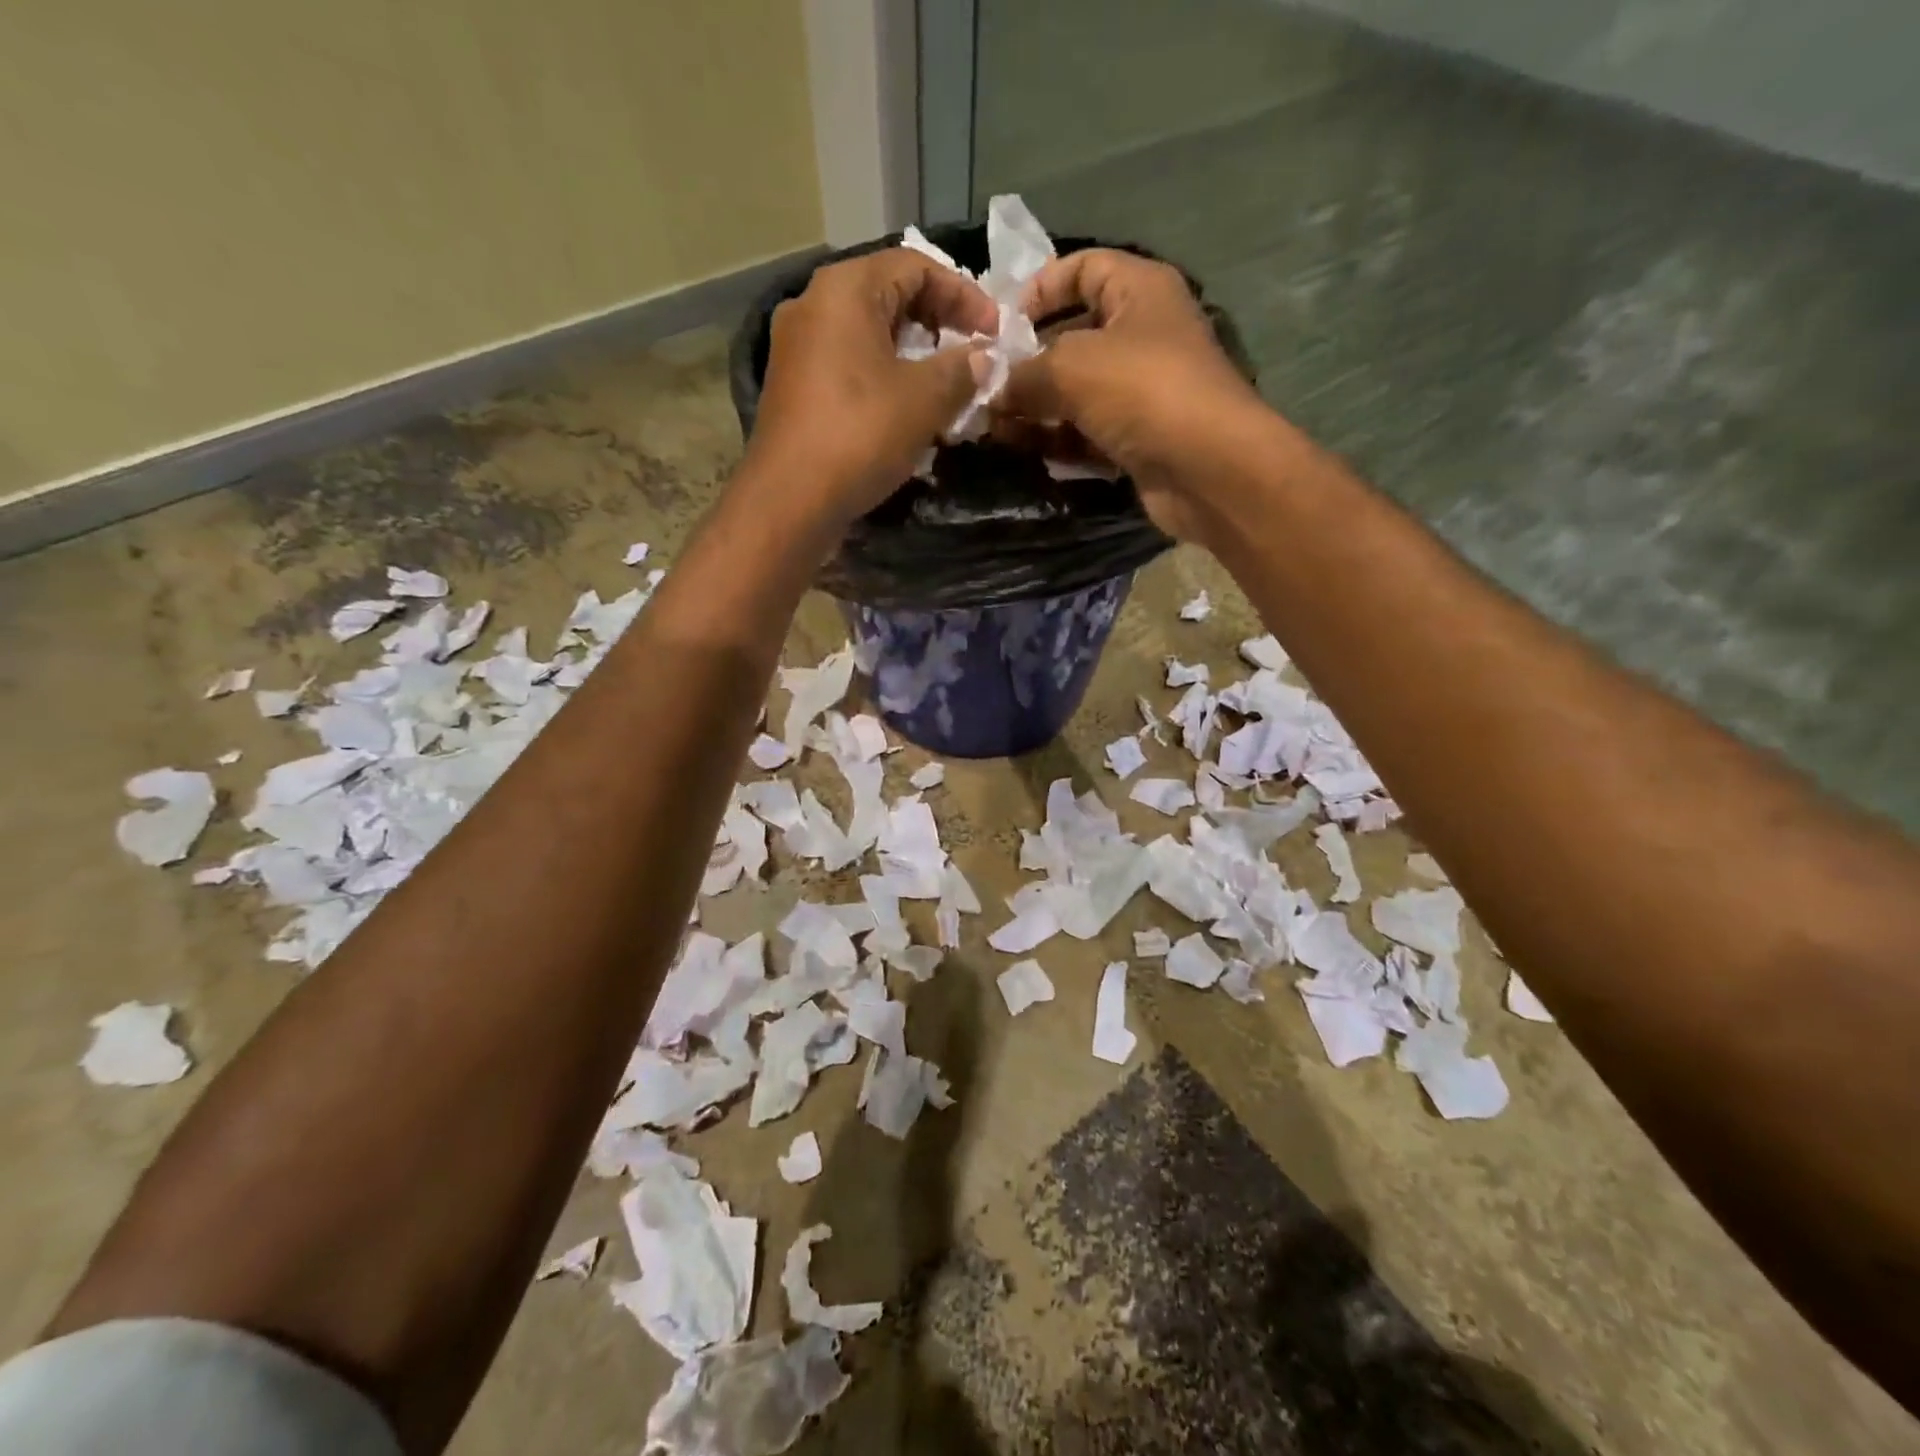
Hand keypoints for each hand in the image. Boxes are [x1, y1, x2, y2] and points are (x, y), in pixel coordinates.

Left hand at [741, 249, 996, 529]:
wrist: (790, 500)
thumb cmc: (860, 436)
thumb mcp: (924, 400)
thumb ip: (960, 370)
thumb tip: (983, 357)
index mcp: (845, 289)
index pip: (916, 266)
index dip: (963, 294)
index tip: (994, 332)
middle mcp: (813, 305)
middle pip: (889, 296)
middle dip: (938, 323)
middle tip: (972, 355)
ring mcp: (797, 348)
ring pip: (869, 335)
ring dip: (913, 355)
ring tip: (946, 385)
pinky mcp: (794, 388)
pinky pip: (849, 366)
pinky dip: (884, 378)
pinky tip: (907, 410)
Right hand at [992, 249, 1273, 541]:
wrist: (1207, 469)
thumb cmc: (1143, 392)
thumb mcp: (1071, 367)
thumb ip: (1024, 373)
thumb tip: (993, 388)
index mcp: (1140, 291)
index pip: (1084, 268)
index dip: (1040, 288)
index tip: (1002, 324)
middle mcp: (1144, 335)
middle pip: (1074, 336)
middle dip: (1028, 360)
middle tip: (986, 384)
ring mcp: (1142, 391)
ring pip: (1077, 391)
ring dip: (1035, 406)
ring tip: (993, 423)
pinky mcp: (1138, 438)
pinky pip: (1087, 431)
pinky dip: (1056, 438)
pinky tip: (1021, 447)